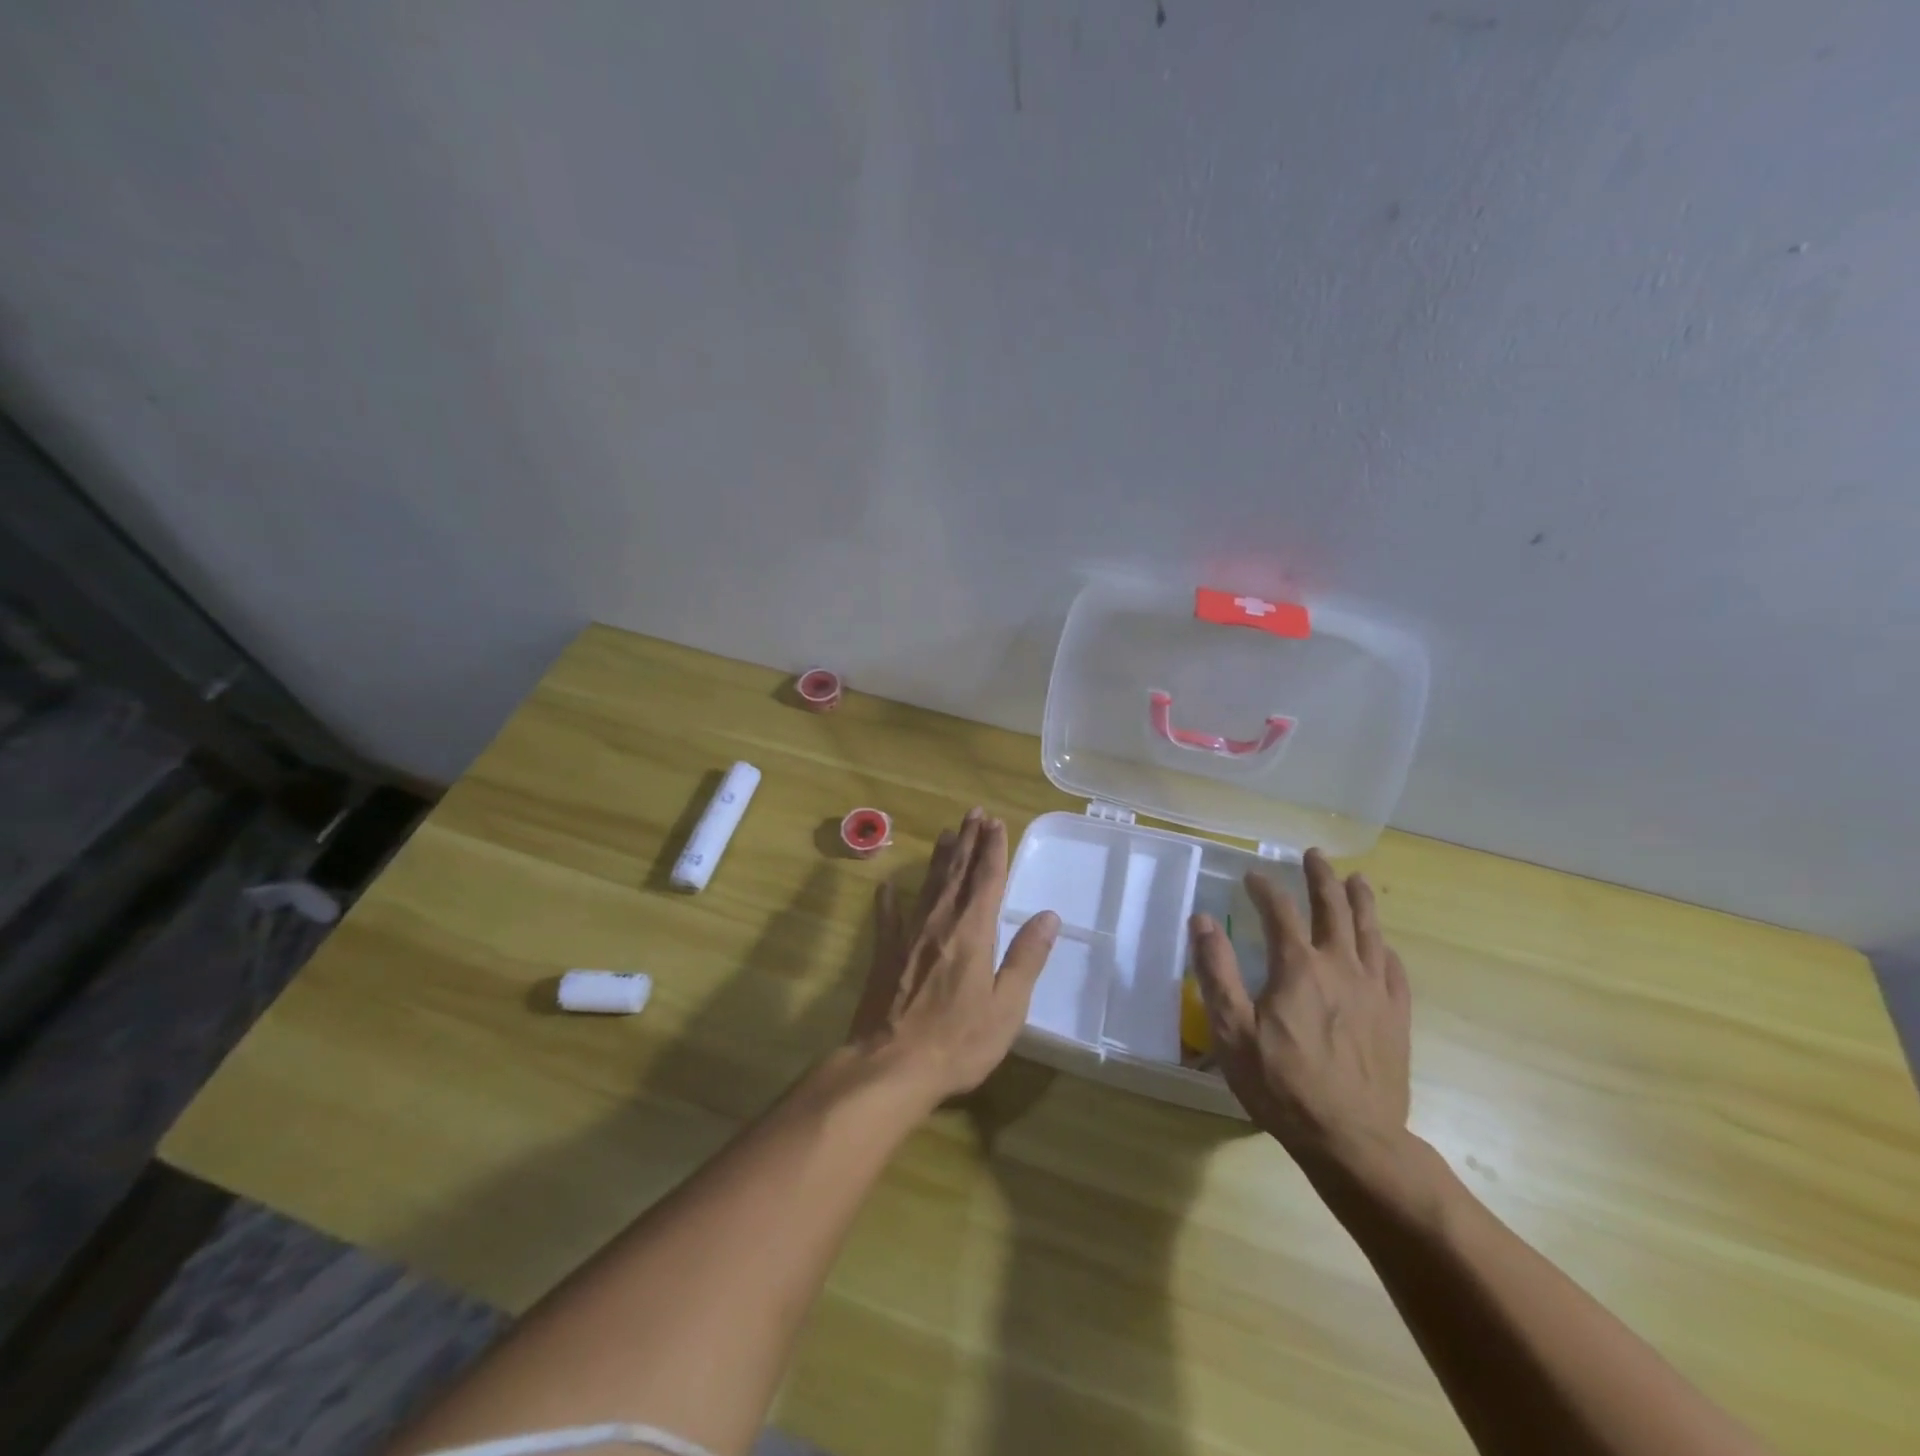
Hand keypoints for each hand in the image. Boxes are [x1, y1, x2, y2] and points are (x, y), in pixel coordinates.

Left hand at [848, 809, 1059, 1107]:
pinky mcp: (884, 955)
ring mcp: (907, 936)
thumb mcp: (1007, 1006)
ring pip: (927, 886)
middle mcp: (939, 923)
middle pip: (956, 873)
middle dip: (967, 841)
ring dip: (939, 858)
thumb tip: (1048, 916)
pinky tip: (887, 884)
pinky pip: (887, 917)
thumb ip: (1026, 958)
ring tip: (946, 833)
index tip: (996, 823)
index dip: (993, 849)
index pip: (986, 880)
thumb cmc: (958, 1041)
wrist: (890, 1066)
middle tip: (973, 813)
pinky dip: (889, 899)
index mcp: (972, 932)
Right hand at [1189, 848, 1411, 1174]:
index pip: (1279, 910)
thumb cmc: (1282, 1085)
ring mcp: (1375, 992)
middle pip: (1334, 909)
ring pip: (1370, 932)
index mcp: (1299, 967)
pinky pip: (1394, 970)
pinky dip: (1384, 948)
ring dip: (1361, 901)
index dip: (1264, 887)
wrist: (1353, 1141)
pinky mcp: (1396, 1018)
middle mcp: (1341, 967)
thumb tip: (1202, 920)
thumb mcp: (1232, 1031)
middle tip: (1314, 856)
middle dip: (1321, 878)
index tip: (1251, 876)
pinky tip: (1381, 945)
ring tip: (1356, 880)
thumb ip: (1216, 971)